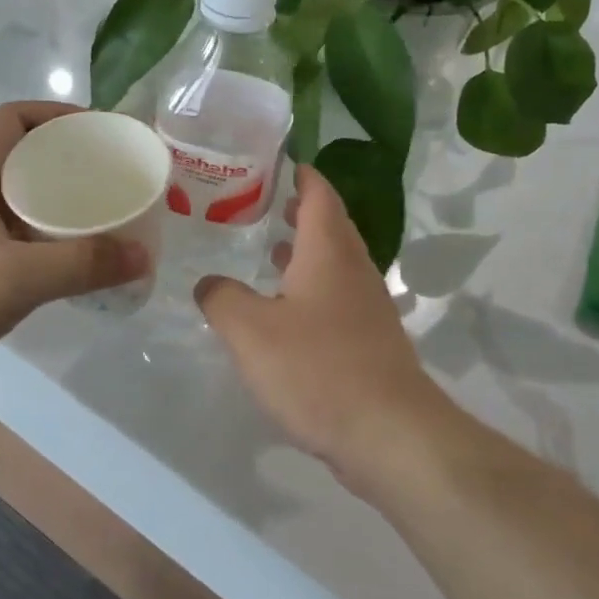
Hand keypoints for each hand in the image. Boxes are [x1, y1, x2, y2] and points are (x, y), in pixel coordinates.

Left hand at [0, 102, 148, 399]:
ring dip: (59, 200)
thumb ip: (83, 264)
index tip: (102, 132)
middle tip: (114, 177)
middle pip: (22, 156)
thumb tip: (144, 255)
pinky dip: (46, 235)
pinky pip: (15, 233)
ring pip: (20, 197)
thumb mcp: (17, 277)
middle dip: (68, 160)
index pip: (14, 119)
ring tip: (104, 213)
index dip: (58, 115)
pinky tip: (74, 257)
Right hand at [194, 165, 455, 499]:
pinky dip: (312, 293)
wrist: (389, 433)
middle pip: (331, 227)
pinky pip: (338, 302)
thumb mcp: (250, 331)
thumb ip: (221, 299)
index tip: (279, 164)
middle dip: (300, 213)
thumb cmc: (317, 369)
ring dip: (306, 256)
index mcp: (329, 253)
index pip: (319, 195)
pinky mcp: (372, 343)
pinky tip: (287, 317)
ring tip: (270, 256)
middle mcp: (355, 271)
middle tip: (263, 208)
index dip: (301, 175)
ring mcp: (369, 308)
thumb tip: (209, 283)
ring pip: (335, 266)